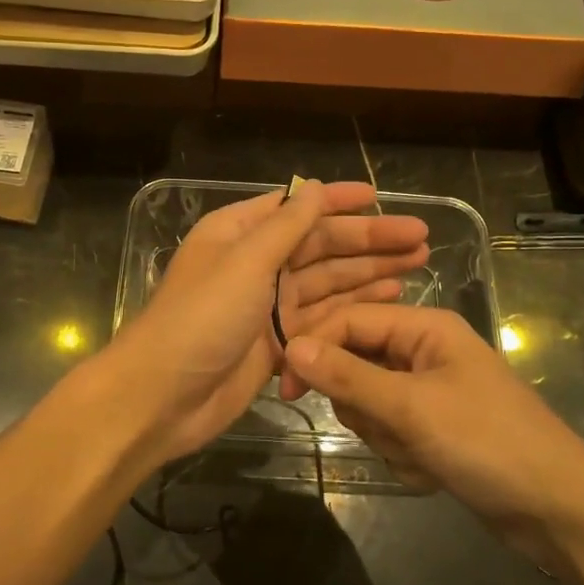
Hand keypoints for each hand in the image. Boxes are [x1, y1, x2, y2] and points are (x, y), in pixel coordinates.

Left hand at [104, 182, 428, 469]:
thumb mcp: (244, 263)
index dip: (337, 201)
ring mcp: (267, 306)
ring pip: (327, 282)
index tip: (379, 197)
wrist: (163, 397)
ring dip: (369, 272)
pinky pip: (323, 318)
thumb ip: (284, 227)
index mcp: (238, 233)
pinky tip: (389, 297)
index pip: (296, 208)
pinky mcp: (278, 343)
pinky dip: (354, 308)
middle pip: (320, 246)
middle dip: (368, 241)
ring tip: (417, 264)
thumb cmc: (199, 319)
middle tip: (420, 238)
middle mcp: (255, 264)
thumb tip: (314, 187)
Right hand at [280, 305, 583, 565]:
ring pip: (369, 405)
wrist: (559, 511)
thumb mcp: (411, 408)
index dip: (313, 349)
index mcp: (424, 328)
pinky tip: (433, 471)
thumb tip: (291, 346)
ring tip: (422, 454)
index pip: (348, 321)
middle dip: (364, 406)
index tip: (285, 389)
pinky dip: (403, 456)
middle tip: (389, 429)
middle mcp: (423, 351)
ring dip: (385, 437)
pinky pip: (391, 434)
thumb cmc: (488, 443)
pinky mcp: (433, 428)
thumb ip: (348, 376)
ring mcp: (429, 392)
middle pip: (354, 366)